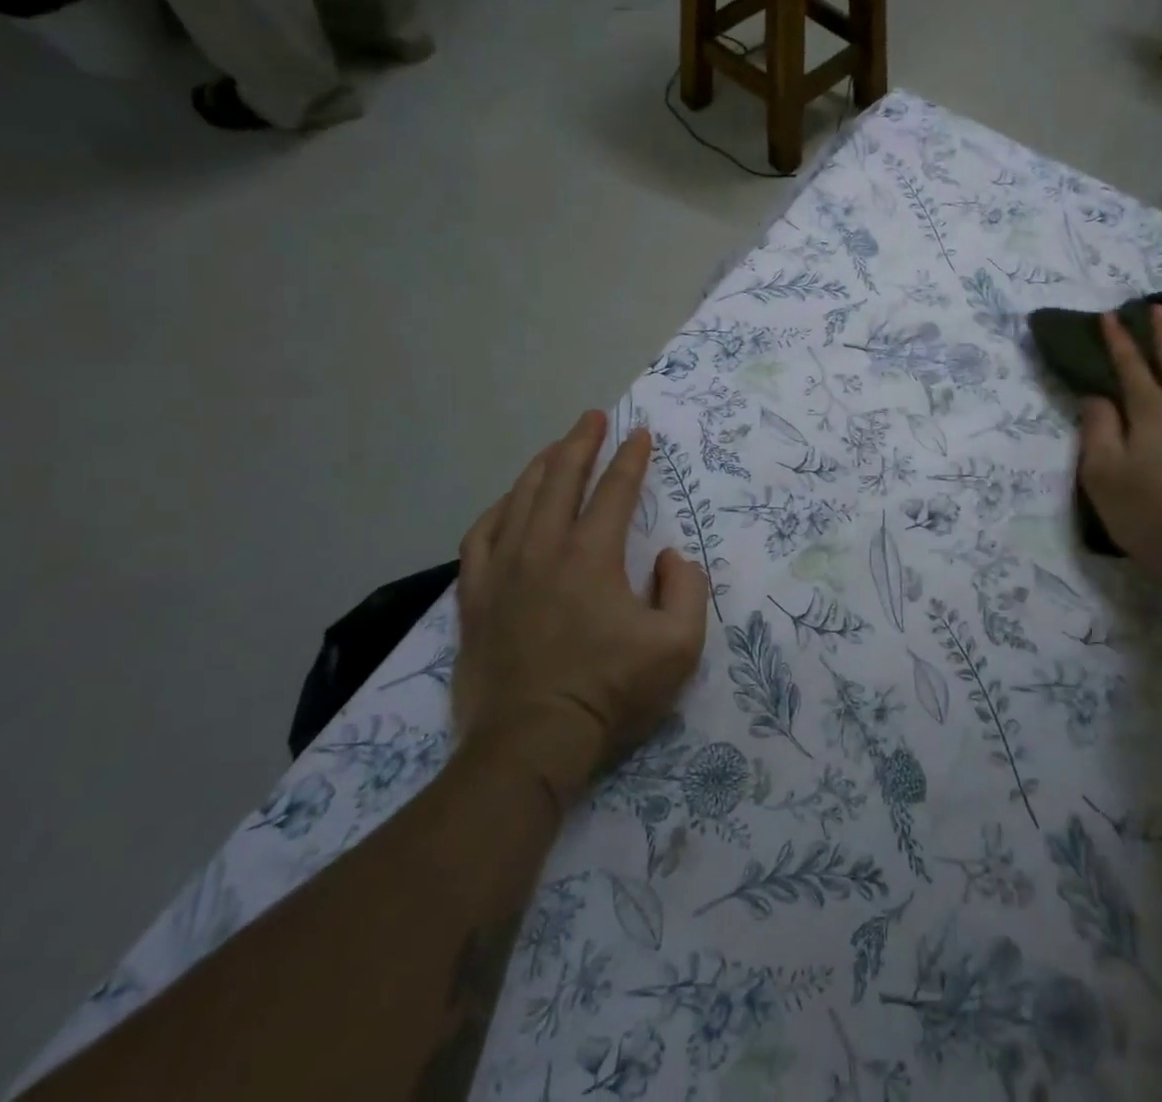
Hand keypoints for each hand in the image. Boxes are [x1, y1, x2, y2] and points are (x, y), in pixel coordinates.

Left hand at [454, 411, 707, 806]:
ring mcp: (501, 571)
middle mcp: (543, 549)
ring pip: (519, 498)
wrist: (531, 743)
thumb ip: (687, 588)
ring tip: (557, 448)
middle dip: (580, 442)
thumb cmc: (610, 692)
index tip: (640, 434)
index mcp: (591, 556)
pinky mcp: (474, 596)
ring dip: (541, 466)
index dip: (630, 458)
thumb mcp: (679, 645)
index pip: (614, 490)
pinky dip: (499, 509)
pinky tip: (508, 503)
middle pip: (560, 478)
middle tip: (593, 417)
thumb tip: (667, 556)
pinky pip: (481, 535)